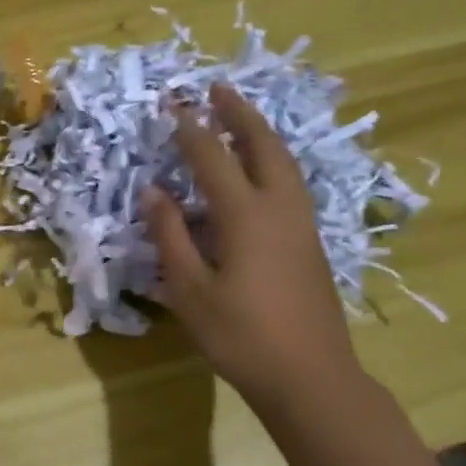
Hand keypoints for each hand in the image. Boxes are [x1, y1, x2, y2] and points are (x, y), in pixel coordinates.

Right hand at [140, 84, 359, 410]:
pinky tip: (260, 170)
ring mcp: (302, 224)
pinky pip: (290, 183)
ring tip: (239, 117)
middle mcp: (279, 209)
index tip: (172, 104)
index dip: (190, 129)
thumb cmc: (241, 336)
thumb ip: (171, 236)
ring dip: (260, 133)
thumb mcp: (190, 290)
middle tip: (218, 88)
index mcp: (246, 216)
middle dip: (239, 114)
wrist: (311, 376)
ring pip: (284, 162)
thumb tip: (154, 192)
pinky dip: (271, 160)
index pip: (213, 158)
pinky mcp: (310, 242)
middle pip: (263, 146)